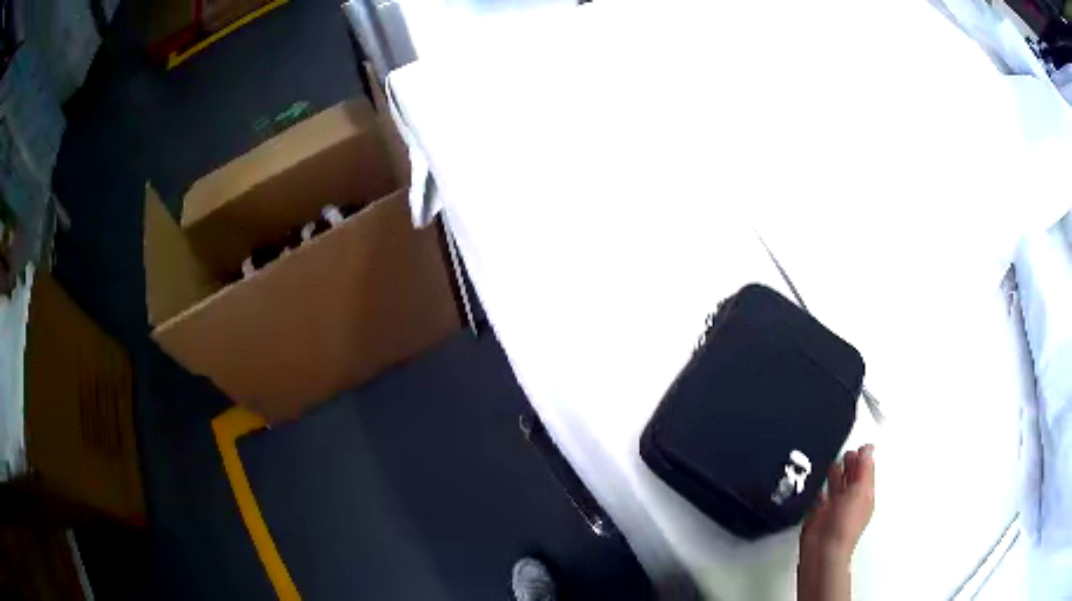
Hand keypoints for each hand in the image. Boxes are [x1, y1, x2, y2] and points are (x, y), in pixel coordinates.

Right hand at [801, 444, 875, 563]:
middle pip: (851, 477)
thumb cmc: (844, 526)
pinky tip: (816, 484)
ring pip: (835, 487)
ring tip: (831, 461)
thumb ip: (863, 469)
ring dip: (834, 475)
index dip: (863, 457)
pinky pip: (819, 499)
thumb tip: (868, 449)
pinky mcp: (818, 516)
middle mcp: (851, 501)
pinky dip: (818, 490)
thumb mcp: (859, 491)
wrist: (822, 551)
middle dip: (849, 464)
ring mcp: (834, 509)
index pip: (866, 470)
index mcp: (865, 494)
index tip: (859, 445)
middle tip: (846, 451)